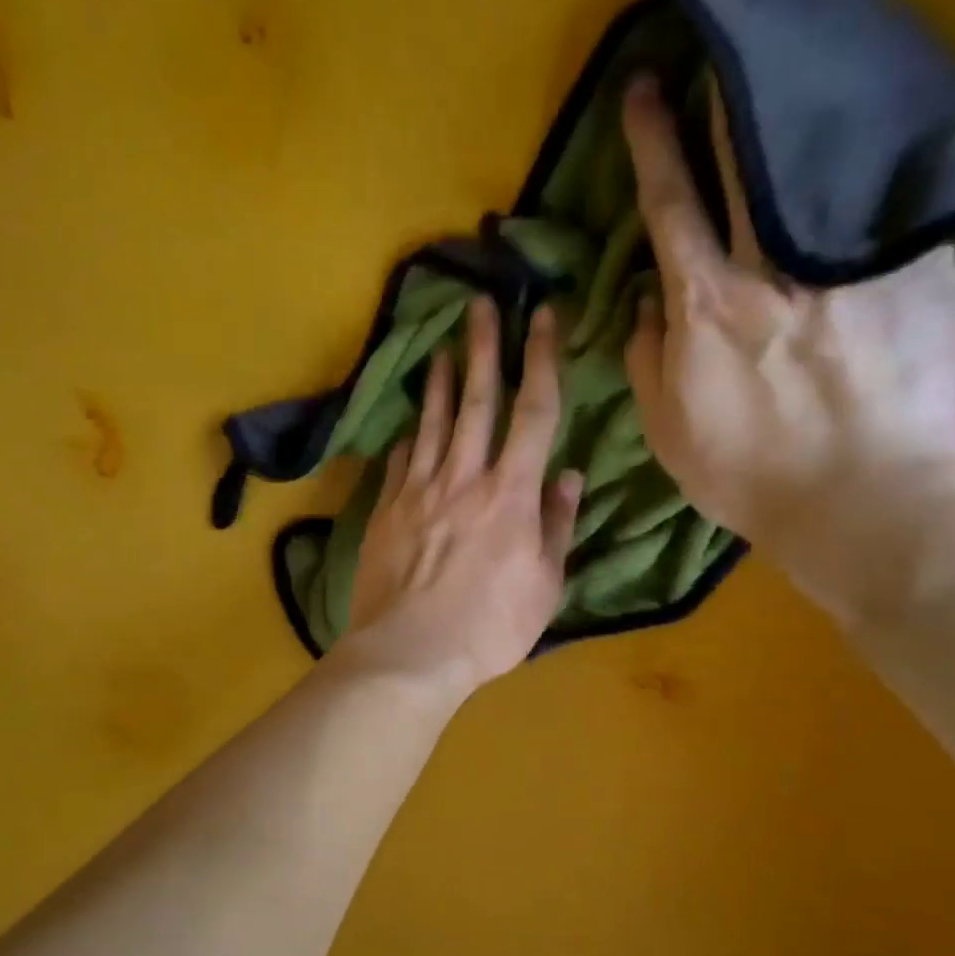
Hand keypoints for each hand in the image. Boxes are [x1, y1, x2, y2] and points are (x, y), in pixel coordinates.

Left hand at [338, 297, 583, 700]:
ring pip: (430, 422)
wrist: (409, 652)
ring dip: (437, 381)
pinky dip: (407, 437)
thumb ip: (556, 526)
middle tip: (480, 303)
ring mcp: (419, 491)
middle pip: (475, 400)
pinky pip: (399, 461)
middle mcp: (464, 477)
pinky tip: (407, 426)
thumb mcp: (543, 584)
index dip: (540, 358)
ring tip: (440, 347)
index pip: (533, 410)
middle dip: (482, 347)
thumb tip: (567, 476)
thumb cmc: (489, 628)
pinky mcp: (387, 510)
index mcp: (511, 493)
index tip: (542, 318)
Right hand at [620, 73, 954, 614]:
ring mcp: (846, 265)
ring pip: (815, 171)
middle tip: (719, 60)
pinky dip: (866, 177)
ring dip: (793, 125)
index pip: (671, 204)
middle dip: (725, 104)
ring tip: (785, 95)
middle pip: (746, 164)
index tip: (644, 91)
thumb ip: (648, 357)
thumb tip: (645, 300)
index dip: (654, 142)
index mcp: (706, 304)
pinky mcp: (912, 274)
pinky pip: (883, 210)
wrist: (858, 499)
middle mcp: (773, 268)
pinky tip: (861, 160)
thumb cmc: (746, 474)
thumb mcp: (667, 428)